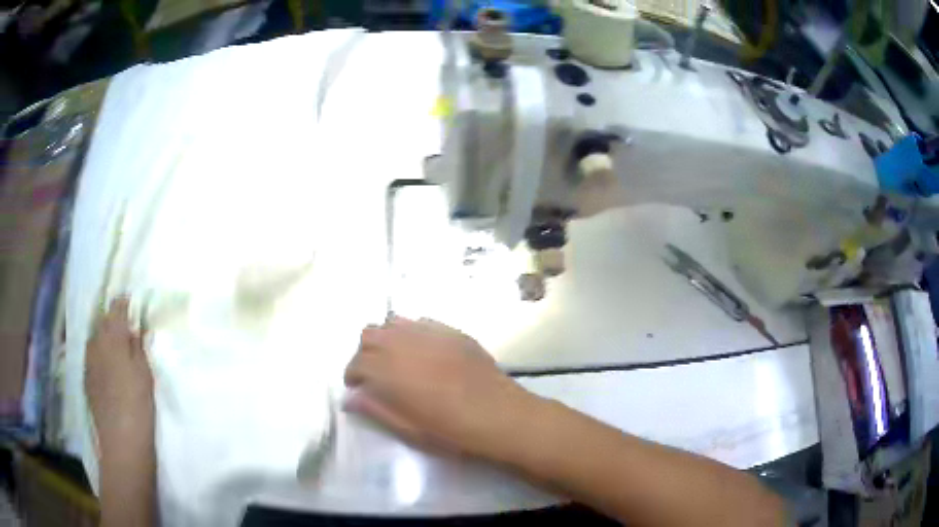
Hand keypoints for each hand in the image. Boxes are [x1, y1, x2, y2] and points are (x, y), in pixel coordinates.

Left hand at [85, 297, 153, 452]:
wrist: (121, 440)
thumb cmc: (138, 404)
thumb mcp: (145, 373)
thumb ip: (138, 346)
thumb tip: (135, 328)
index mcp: (112, 337)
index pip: (116, 308)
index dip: (124, 303)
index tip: (132, 305)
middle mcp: (96, 342)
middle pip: (103, 321)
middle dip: (113, 322)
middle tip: (127, 332)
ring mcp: (88, 360)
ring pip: (95, 339)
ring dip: (105, 339)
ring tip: (117, 351)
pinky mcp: (86, 377)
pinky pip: (92, 357)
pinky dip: (100, 356)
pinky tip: (108, 370)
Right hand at [344, 317, 532, 457]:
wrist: (500, 416)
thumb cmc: (451, 430)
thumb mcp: (408, 428)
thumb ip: (375, 409)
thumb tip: (350, 398)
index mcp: (389, 369)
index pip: (357, 362)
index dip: (352, 375)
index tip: (358, 388)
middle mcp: (404, 343)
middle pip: (369, 334)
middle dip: (365, 353)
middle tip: (375, 374)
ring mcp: (430, 333)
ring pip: (393, 323)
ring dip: (386, 338)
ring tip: (396, 360)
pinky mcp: (452, 331)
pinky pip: (421, 322)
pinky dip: (411, 333)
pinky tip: (423, 352)